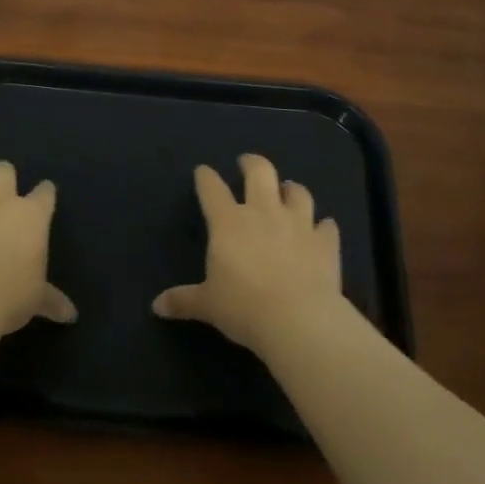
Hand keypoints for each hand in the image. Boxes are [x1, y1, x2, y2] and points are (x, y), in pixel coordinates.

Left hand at [0, 160, 77, 337]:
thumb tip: (71, 315)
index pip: (44, 192)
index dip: (45, 194)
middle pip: (1, 170)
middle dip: (2, 178)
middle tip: (2, 197)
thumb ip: (52, 300)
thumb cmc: (11, 296)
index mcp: (30, 216)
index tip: (45, 198)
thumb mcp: (37, 300)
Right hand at [152, 154, 342, 355]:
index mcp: (228, 223)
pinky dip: (323, 226)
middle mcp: (263, 213)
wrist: (298, 319)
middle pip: (260, 172)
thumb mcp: (207, 305)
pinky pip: (327, 226)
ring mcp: (298, 224)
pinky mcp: (325, 242)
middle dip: (252, 163)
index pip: (212, 189)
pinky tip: (322, 229)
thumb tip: (157, 306)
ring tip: (288, 189)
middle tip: (247, 163)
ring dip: (292, 189)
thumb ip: (183, 300)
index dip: (205, 177)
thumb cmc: (243, 308)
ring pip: (298, 192)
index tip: (203, 171)